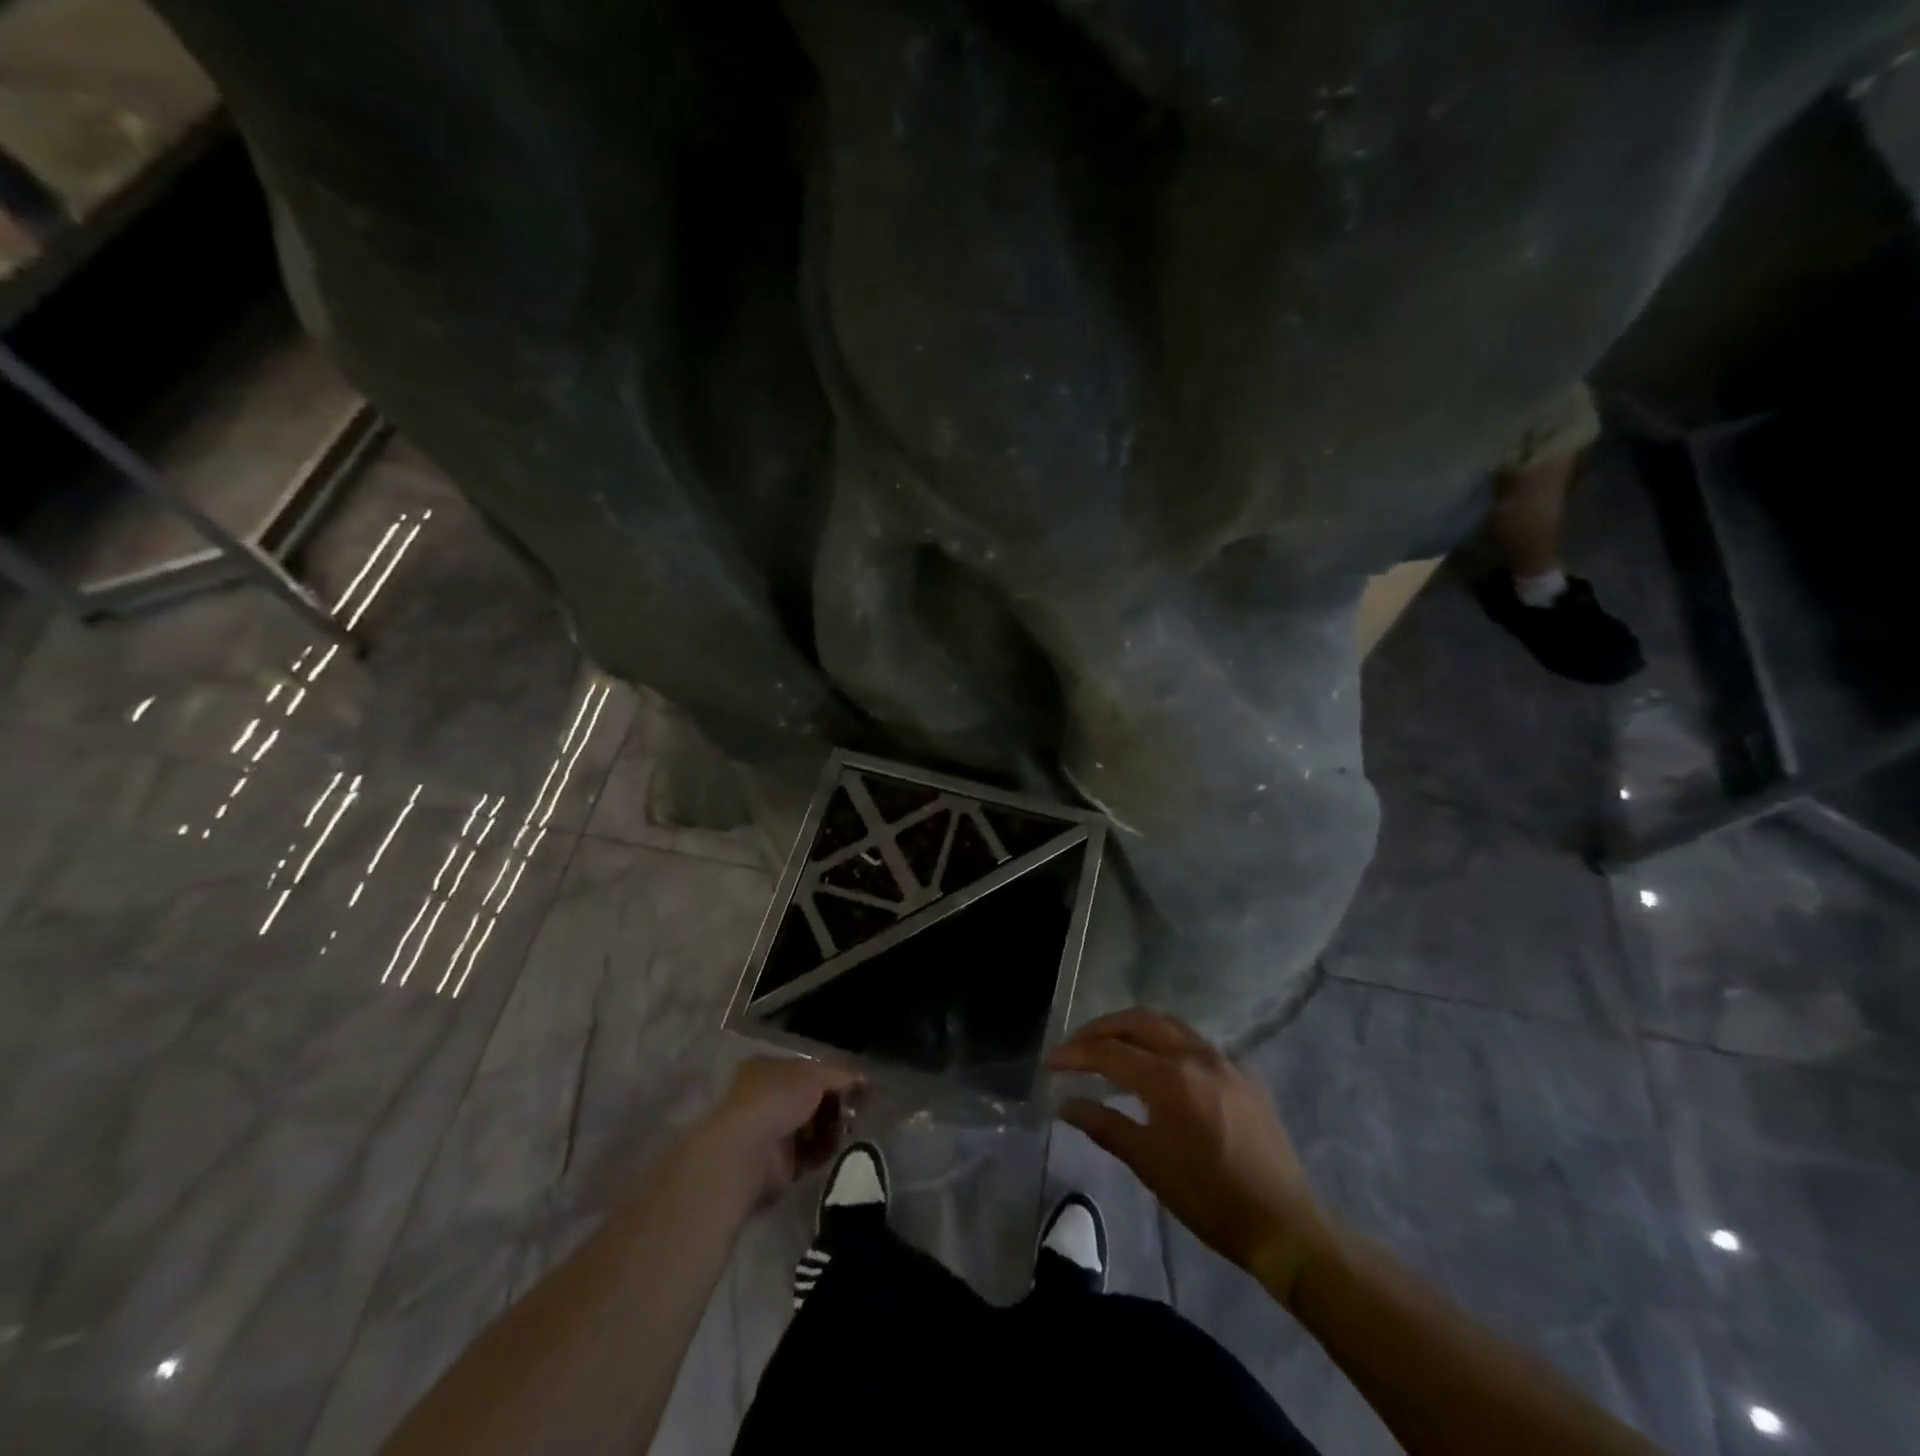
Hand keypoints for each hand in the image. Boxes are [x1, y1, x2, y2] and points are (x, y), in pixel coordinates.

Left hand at [701, 1056, 864, 1208]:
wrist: (745, 1153)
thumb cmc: (776, 1099)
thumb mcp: (814, 1075)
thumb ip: (840, 1075)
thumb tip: (864, 1079)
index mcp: (769, 1069)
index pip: (809, 1070)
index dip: (835, 1076)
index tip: (859, 1085)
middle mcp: (769, 1098)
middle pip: (813, 1099)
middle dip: (837, 1104)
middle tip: (859, 1108)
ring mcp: (772, 1132)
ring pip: (814, 1127)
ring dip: (834, 1127)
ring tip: (850, 1128)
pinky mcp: (779, 1166)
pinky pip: (810, 1154)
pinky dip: (825, 1150)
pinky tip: (838, 1146)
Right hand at [1047, 1008, 1337, 1303]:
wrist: (1284, 1226)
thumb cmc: (1209, 1199)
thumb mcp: (1149, 1164)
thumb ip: (1104, 1125)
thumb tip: (1065, 1104)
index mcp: (1169, 1079)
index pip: (1110, 1052)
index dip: (1076, 1053)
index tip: (1050, 1062)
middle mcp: (1195, 1056)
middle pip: (1138, 1021)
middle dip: (1101, 1027)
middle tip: (1075, 1044)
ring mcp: (1224, 1060)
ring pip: (1168, 1024)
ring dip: (1133, 1028)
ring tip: (1109, 1046)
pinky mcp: (1243, 1073)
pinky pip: (1195, 1043)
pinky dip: (1165, 1043)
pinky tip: (1158, 1066)